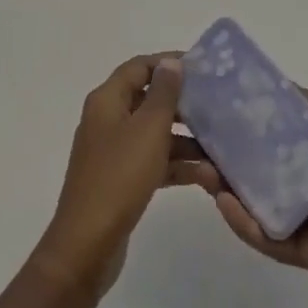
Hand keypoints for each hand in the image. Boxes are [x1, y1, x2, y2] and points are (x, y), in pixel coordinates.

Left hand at [31, 54, 205, 296]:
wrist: (87, 246)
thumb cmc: (119, 177)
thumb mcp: (148, 130)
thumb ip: (163, 93)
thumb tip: (171, 62)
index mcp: (107, 100)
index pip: (140, 67)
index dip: (169, 63)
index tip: (203, 68)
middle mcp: (108, 120)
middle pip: (149, 100)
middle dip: (183, 105)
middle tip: (217, 107)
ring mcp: (114, 152)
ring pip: (155, 134)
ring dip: (186, 140)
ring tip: (220, 148)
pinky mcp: (121, 180)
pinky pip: (153, 161)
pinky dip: (177, 165)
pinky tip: (207, 176)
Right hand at [191, 88, 307, 307]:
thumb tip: (268, 84)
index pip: (273, 130)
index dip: (245, 118)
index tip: (212, 103)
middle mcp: (306, 180)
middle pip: (258, 165)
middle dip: (227, 154)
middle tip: (195, 139)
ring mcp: (303, 217)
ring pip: (257, 200)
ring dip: (229, 187)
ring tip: (203, 171)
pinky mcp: (302, 252)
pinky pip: (268, 236)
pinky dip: (245, 222)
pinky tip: (226, 203)